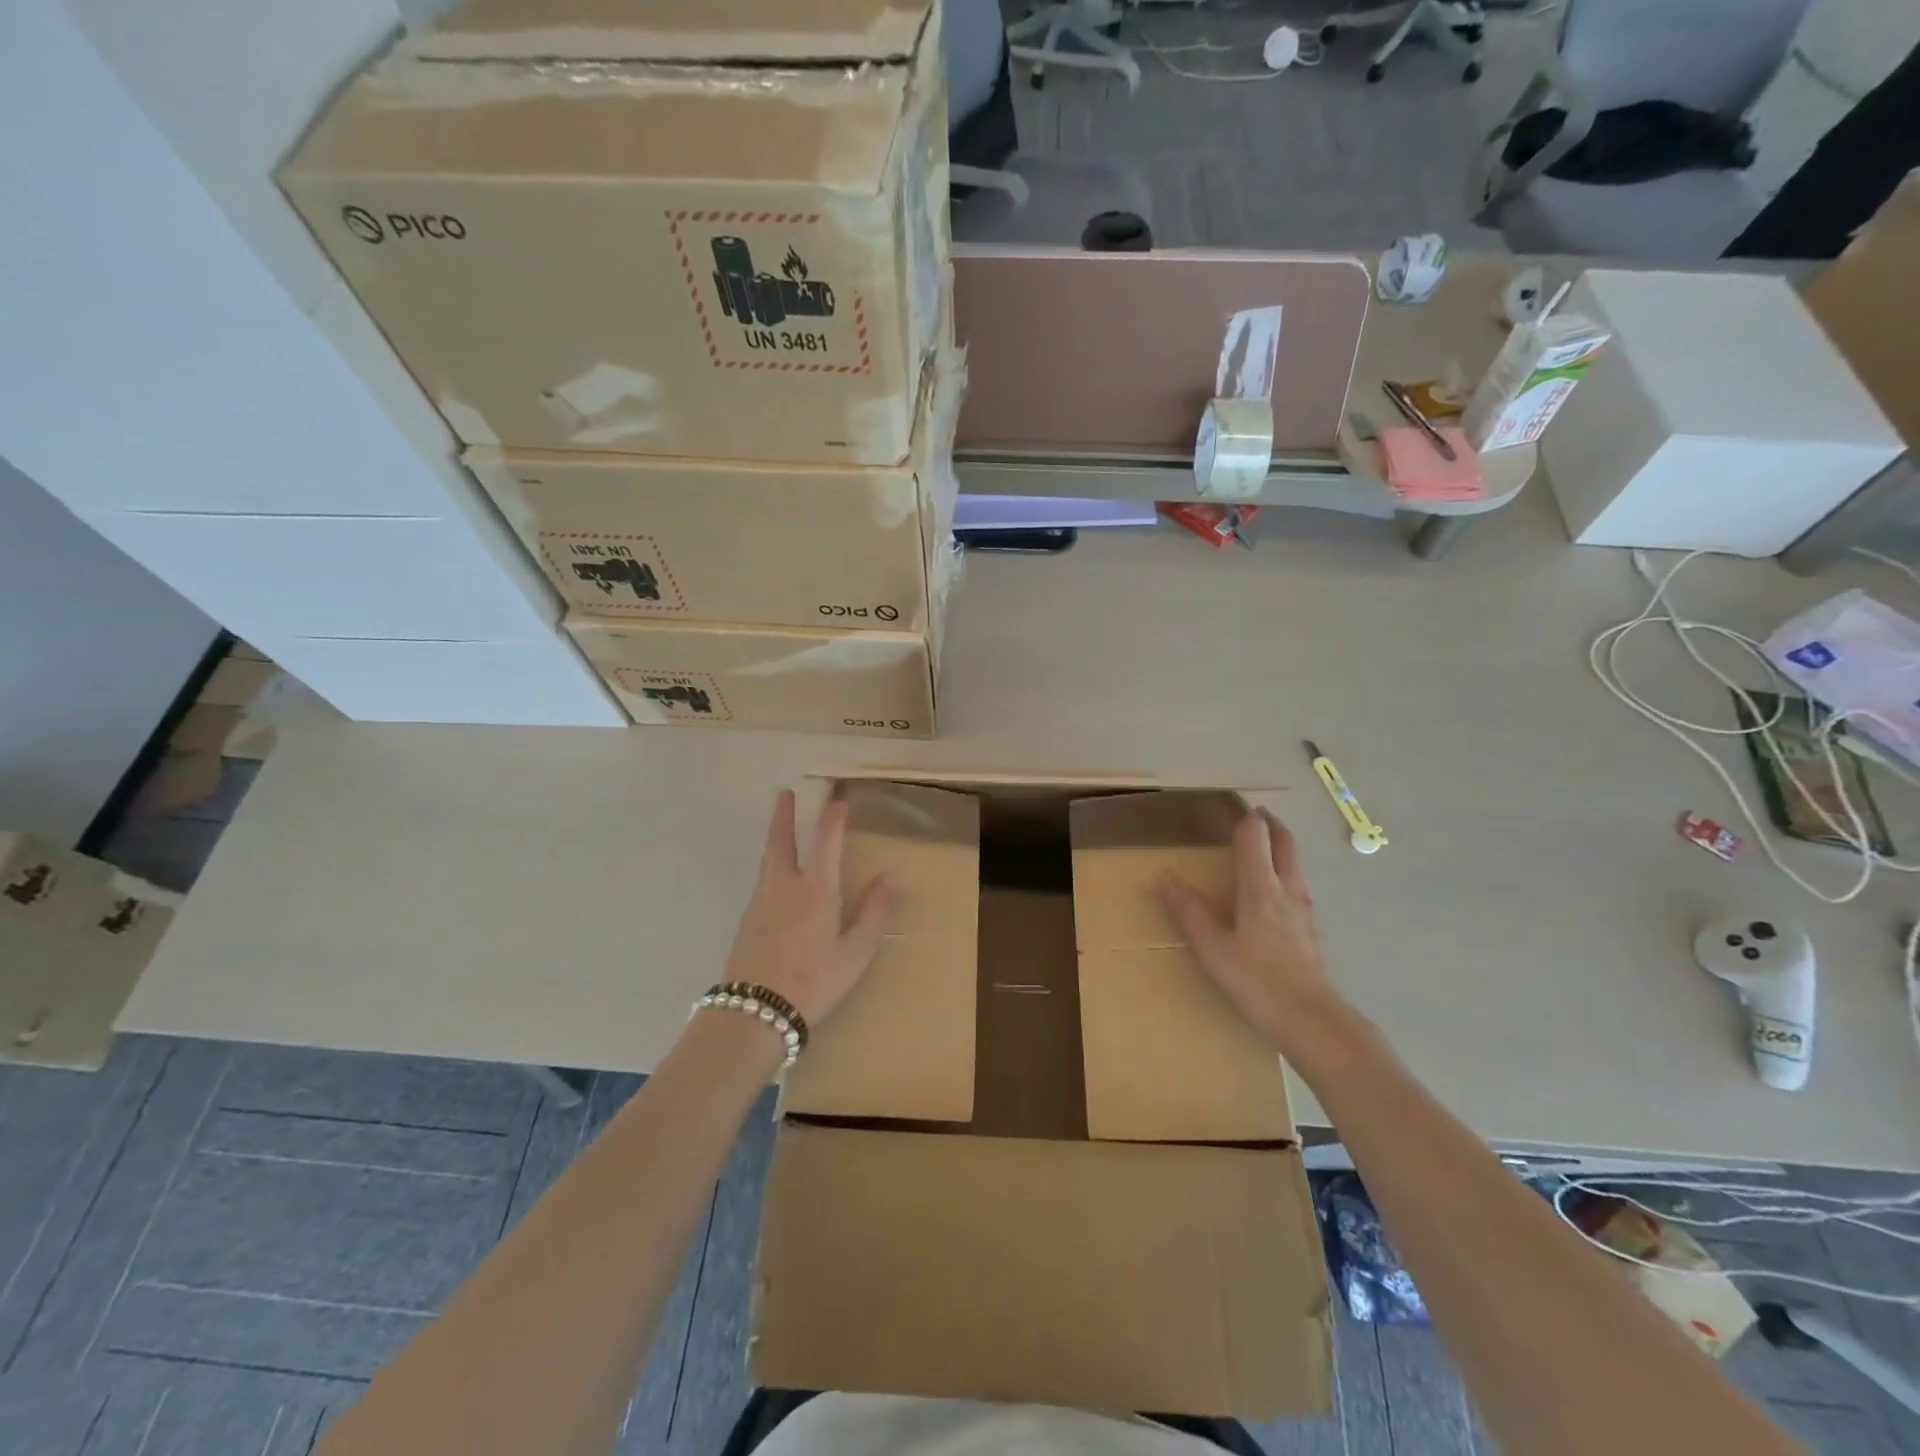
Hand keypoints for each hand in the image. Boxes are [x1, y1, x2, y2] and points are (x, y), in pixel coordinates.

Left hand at [722, 789, 892, 1027]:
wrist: (754, 1013)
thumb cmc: (813, 982)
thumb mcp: (854, 953)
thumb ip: (873, 913)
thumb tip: (890, 878)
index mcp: (816, 889)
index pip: (826, 839)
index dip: (834, 814)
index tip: (839, 795)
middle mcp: (785, 885)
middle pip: (781, 839)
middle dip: (785, 814)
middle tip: (786, 792)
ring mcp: (761, 901)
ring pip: (769, 858)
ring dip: (776, 836)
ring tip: (782, 826)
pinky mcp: (748, 919)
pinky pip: (763, 879)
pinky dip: (772, 864)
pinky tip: (778, 878)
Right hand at [1156, 809, 1346, 1056]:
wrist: (1313, 1020)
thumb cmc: (1258, 981)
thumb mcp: (1213, 947)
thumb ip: (1189, 910)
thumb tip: (1164, 875)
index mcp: (1260, 886)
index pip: (1254, 834)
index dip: (1241, 814)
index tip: (1227, 800)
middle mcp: (1286, 889)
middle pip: (1283, 842)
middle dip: (1268, 823)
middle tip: (1253, 813)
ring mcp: (1304, 909)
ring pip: (1294, 863)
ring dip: (1280, 846)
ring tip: (1263, 846)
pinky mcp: (1310, 930)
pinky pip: (1297, 885)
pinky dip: (1285, 871)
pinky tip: (1275, 892)